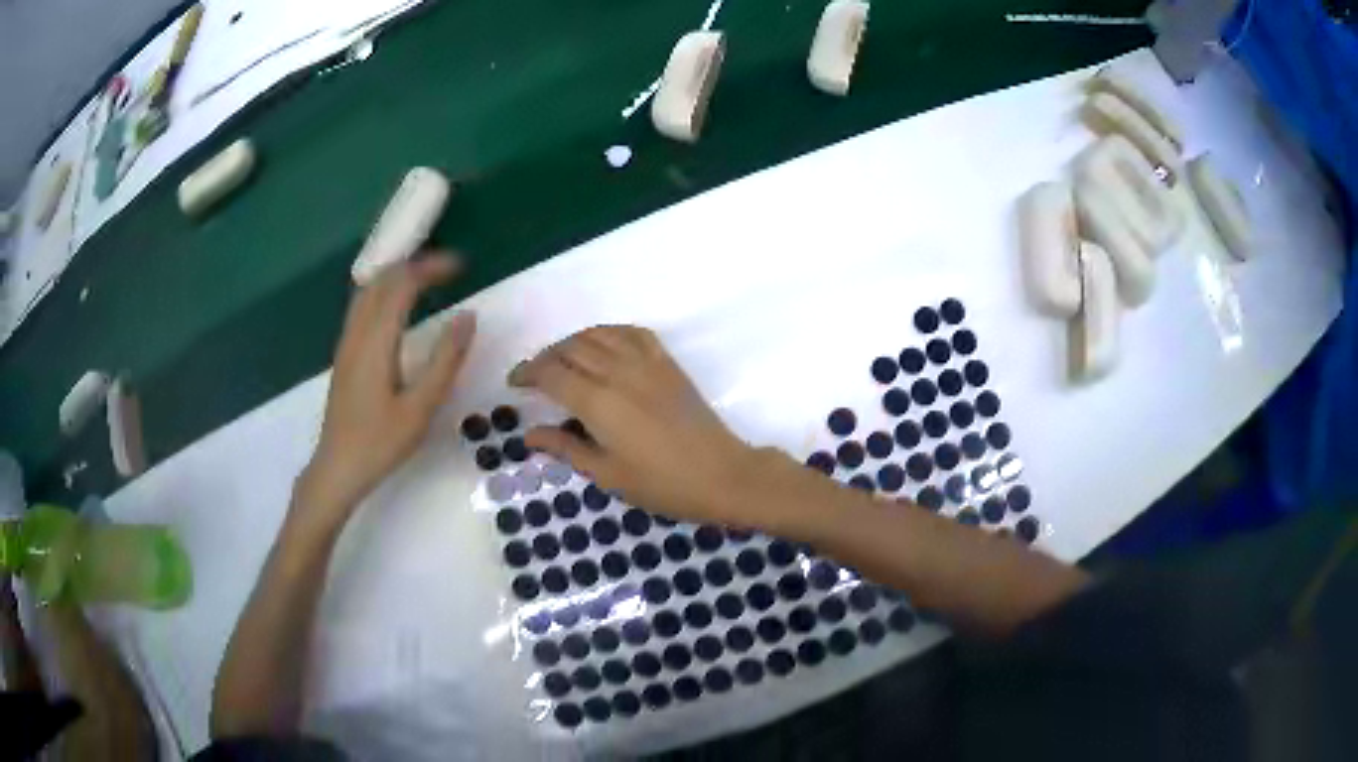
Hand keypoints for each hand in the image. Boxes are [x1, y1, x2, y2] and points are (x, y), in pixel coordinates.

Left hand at [295, 255, 475, 529]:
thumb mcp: (420, 408)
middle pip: (381, 279)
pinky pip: (362, 307)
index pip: (402, 284)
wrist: (337, 468)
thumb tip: (468, 317)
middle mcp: (357, 333)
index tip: (462, 267)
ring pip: (368, 291)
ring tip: (426, 280)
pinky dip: (385, 293)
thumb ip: (445, 360)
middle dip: (414, 265)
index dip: (431, 267)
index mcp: (376, 341)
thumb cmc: (380, 443)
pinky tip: (399, 309)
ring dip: (397, 277)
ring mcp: (347, 343)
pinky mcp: (345, 355)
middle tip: (447, 269)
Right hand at [510, 326, 764, 526]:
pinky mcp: (666, 362)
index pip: (550, 373)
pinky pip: (631, 332)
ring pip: (598, 334)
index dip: (527, 373)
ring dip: (573, 341)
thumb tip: (530, 435)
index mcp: (597, 402)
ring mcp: (645, 362)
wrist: (721, 473)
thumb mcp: (607, 474)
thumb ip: (566, 448)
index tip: (514, 383)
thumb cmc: (661, 484)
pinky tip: (603, 345)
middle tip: (535, 376)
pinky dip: (609, 332)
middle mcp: (618, 371)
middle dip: (545, 357)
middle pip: (570, 348)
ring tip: (563, 359)